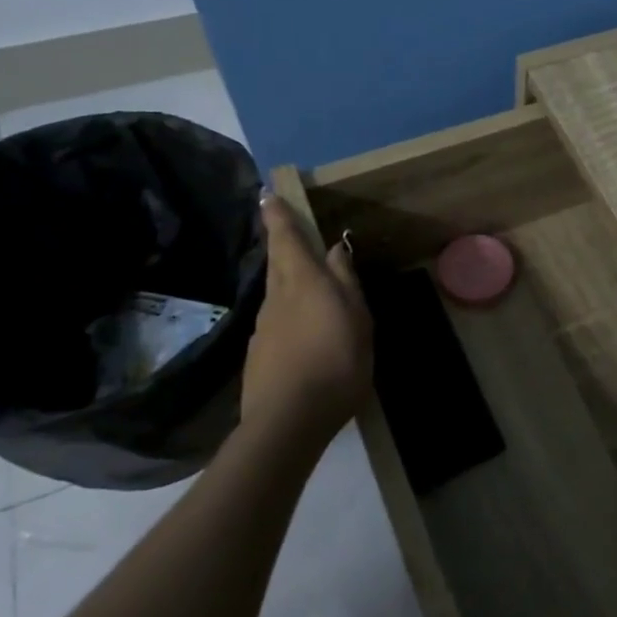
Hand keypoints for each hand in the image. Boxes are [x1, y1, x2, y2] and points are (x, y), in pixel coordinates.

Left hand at [239, 194, 371, 451]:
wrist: (288, 420)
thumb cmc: (336, 361)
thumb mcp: (357, 318)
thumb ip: (346, 282)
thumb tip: (335, 249)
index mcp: (303, 282)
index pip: (286, 240)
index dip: (278, 217)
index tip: (268, 195)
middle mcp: (277, 298)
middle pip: (278, 262)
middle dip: (279, 240)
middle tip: (281, 223)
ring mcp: (263, 327)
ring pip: (277, 292)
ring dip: (287, 278)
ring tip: (306, 281)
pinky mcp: (259, 354)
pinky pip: (276, 320)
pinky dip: (288, 313)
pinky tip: (303, 330)